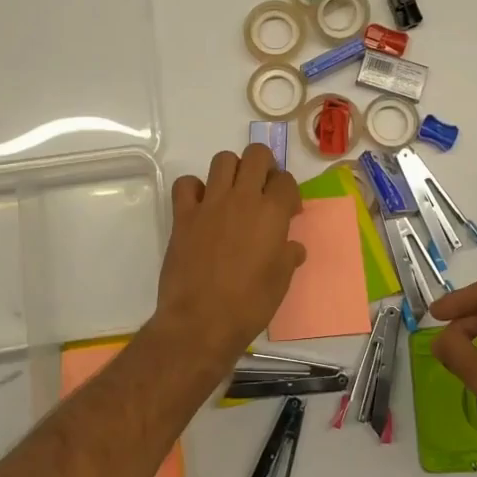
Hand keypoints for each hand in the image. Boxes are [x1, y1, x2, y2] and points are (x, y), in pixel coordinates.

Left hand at [151, 145, 304, 366]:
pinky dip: (194, 188)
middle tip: (263, 189)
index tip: (288, 212)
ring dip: (232, 169)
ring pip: (223, 159)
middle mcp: (242, 198)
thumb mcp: (281, 282)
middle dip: (264, 165)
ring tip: (234, 192)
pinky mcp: (183, 215)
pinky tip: (201, 205)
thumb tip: (293, 247)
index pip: (286, 180)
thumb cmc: (249, 304)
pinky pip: (186, 183)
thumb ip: (288, 256)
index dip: (289, 192)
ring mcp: (210, 203)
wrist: (201, 321)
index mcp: (272, 213)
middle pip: (256, 154)